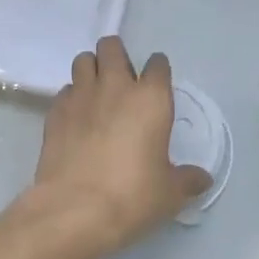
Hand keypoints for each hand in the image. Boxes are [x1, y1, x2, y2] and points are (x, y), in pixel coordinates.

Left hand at [13, 37, 210, 258]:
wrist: (74, 210)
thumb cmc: (131, 196)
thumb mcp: (170, 193)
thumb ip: (188, 180)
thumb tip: (203, 179)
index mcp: (150, 99)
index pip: (158, 64)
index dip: (158, 70)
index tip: (157, 84)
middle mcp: (115, 87)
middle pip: (112, 47)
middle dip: (117, 56)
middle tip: (122, 80)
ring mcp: (81, 96)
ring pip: (83, 60)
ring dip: (91, 69)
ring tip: (96, 91)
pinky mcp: (55, 112)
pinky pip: (65, 91)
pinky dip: (72, 97)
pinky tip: (76, 117)